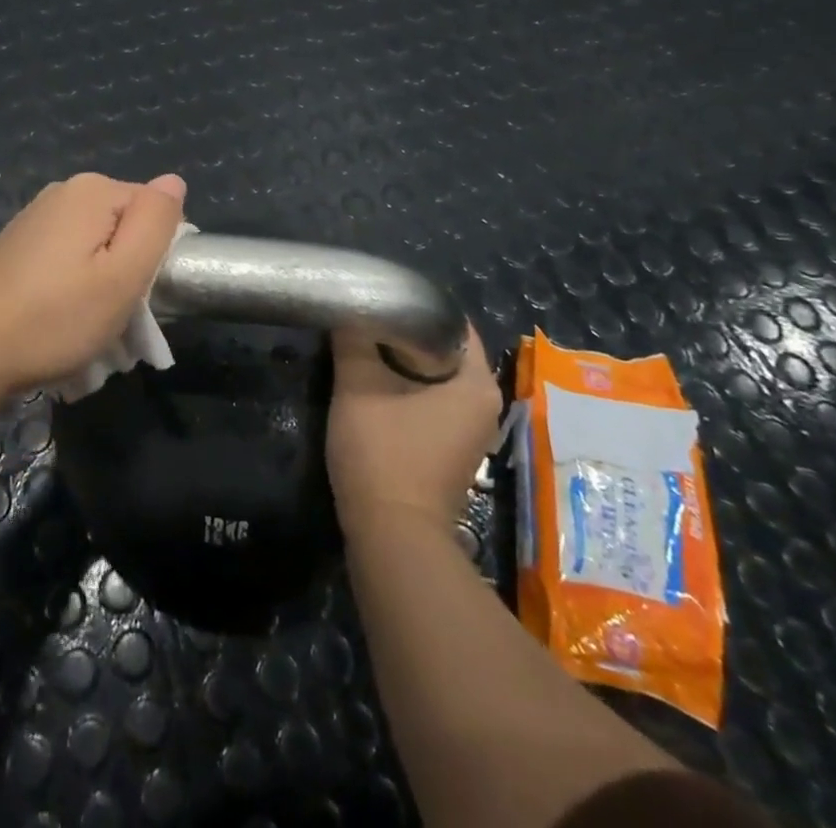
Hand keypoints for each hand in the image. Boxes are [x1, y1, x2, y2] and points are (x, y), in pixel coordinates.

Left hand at [0, 171, 187, 392]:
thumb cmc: (56, 317)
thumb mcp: (123, 275)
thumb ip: (156, 222)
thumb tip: (173, 182)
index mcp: (93, 190)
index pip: (154, 210)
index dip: (156, 254)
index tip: (138, 294)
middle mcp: (63, 192)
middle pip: (122, 226)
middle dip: (127, 269)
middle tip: (114, 316)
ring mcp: (35, 217)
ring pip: (94, 247)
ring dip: (100, 283)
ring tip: (85, 326)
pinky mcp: (17, 245)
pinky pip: (65, 259)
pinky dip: (71, 287)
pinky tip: (57, 320)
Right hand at [327, 321, 502, 540]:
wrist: (392, 537)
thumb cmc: (384, 455)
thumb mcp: (358, 387)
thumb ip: (353, 340)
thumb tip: (350, 304)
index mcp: (477, 383)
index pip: (451, 323)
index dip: (415, 305)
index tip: (381, 297)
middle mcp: (485, 405)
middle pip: (443, 350)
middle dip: (404, 334)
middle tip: (366, 319)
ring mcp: (470, 431)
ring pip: (435, 378)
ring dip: (402, 364)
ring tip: (364, 346)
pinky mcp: (452, 450)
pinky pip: (432, 402)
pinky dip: (407, 390)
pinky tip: (374, 385)